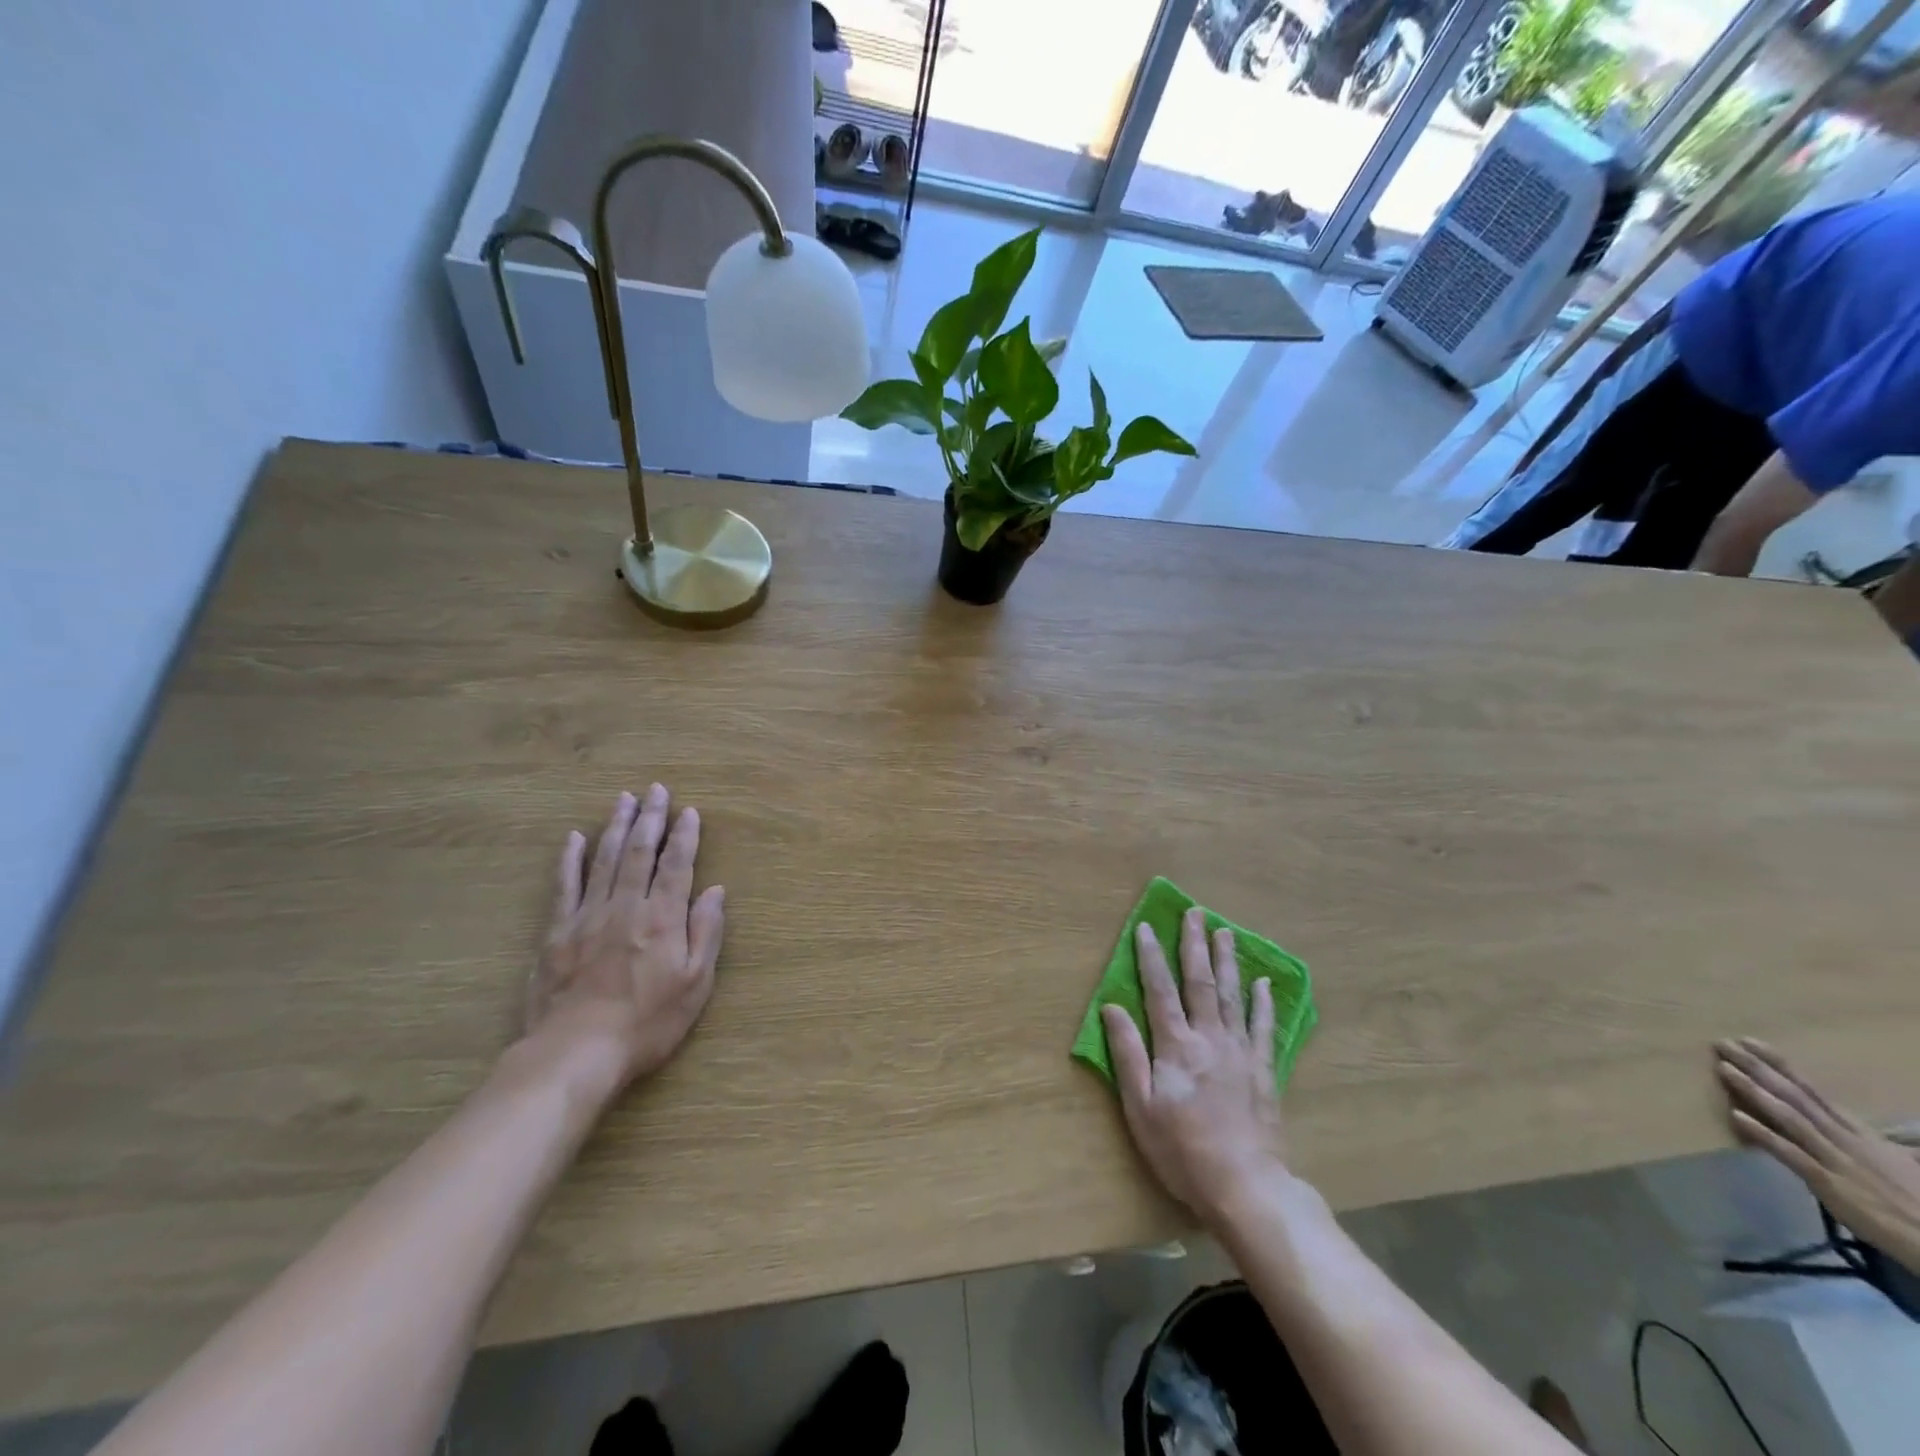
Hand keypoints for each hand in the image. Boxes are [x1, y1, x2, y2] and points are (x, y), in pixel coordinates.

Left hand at [525, 786, 725, 1091]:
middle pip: (639, 852)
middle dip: (650, 818)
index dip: (684, 836)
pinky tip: (574, 838)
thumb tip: (715, 891)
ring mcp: (588, 916)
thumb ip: (706, 933)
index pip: (677, 865)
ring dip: (616, 826)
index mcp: (663, 918)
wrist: (576, 1053)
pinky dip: (570, 860)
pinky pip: (565, 886)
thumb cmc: (647, 1023)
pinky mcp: (557, 933)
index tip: (689, 811)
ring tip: (624, 799)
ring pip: (604, 860)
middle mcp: (627, 906)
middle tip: (655, 790)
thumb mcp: (694, 984)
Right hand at [1102, 909, 1291, 1223]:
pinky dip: (1263, 1002)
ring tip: (1224, 931)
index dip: (1151, 957)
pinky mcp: (1263, 1070)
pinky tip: (1263, 982)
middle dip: (1194, 945)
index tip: (1147, 927)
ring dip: (1226, 961)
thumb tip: (1111, 1007)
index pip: (1160, 990)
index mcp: (1176, 1046)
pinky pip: (1263, 1026)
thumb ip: (1127, 1054)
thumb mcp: (1141, 1107)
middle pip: (1200, 982)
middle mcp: (1209, 1038)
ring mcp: (1240, 1051)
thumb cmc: (1182, 1150)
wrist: (1245, 1186)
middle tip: (1194, 913)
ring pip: (1232, 995)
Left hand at [1716, 1038, 1919, 1273]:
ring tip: (1723, 1068)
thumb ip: (1872, 1141)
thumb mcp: (1897, 1162)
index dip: (1779, 1065)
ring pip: (1789, 1117)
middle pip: (1795, 1096)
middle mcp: (1844, 1138)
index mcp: (1858, 1132)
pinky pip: (1791, 1154)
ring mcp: (1834, 1159)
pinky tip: (1736, 1116)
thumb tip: (1862, 1126)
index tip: (1748, 1042)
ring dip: (1754, 1091)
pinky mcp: (1829, 1184)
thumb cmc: (1918, 1201)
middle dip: (1757, 1068)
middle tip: (1722, 1043)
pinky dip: (1764, 1135)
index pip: (1812, 1091)